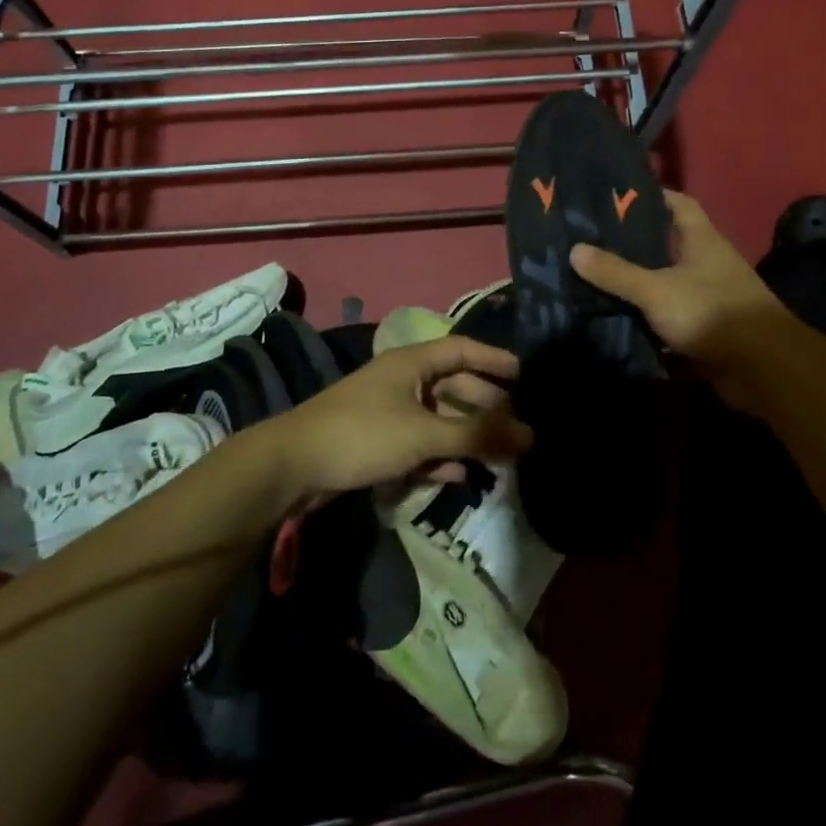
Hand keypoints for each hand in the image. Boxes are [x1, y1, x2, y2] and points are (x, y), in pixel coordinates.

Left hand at [266, 335, 529, 503]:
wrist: (295, 465)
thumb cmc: (364, 434)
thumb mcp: (424, 434)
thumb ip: (476, 435)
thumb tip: (530, 435)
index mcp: (411, 362)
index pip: (462, 349)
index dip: (494, 359)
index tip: (526, 376)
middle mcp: (402, 380)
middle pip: (453, 385)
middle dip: (486, 406)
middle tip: (519, 427)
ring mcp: (389, 411)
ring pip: (439, 418)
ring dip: (467, 436)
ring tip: (500, 456)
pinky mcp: (378, 441)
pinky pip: (420, 442)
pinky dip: (441, 455)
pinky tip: (461, 475)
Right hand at [569, 190, 779, 371]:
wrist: (763, 369)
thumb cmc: (712, 313)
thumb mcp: (656, 289)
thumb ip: (616, 272)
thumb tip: (575, 250)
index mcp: (701, 239)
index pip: (677, 203)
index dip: (649, 195)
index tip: (614, 195)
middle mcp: (704, 261)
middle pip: (664, 242)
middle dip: (630, 241)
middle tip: (588, 237)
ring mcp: (705, 295)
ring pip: (662, 279)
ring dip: (634, 279)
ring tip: (590, 273)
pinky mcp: (701, 326)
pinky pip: (664, 313)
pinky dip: (643, 313)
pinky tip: (611, 312)